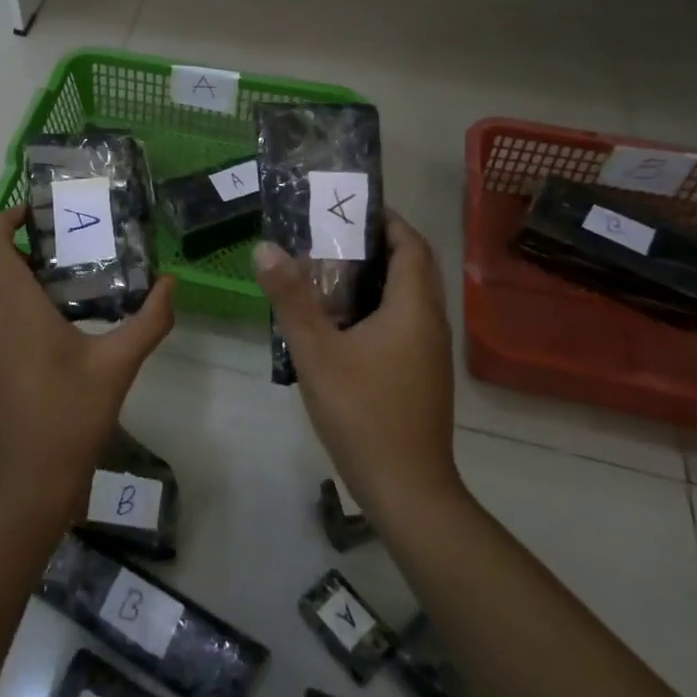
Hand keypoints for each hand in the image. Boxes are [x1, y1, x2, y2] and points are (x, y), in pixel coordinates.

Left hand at [0, 206, 175, 524]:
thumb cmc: (73, 416)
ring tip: (30, 291)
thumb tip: (171, 283)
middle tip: (33, 252)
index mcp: (15, 309)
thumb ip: (150, 320)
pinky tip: (17, 334)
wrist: (28, 482)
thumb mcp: (119, 365)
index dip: (5, 220)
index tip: (30, 215)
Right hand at [253, 212, 461, 515]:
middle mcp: (430, 323)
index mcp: (413, 308)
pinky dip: (378, 308)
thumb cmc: (363, 412)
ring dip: (376, 278)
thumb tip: (265, 248)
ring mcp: (429, 352)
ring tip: (328, 272)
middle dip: (377, 246)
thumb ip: (291, 298)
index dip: (387, 221)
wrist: (406, 488)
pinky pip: (404, 323)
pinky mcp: (422, 374)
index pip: (412, 245)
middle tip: (329, 237)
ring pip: (408, 298)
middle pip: (413, 268)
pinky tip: (340, 323)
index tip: (348, 208)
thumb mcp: (317, 351)